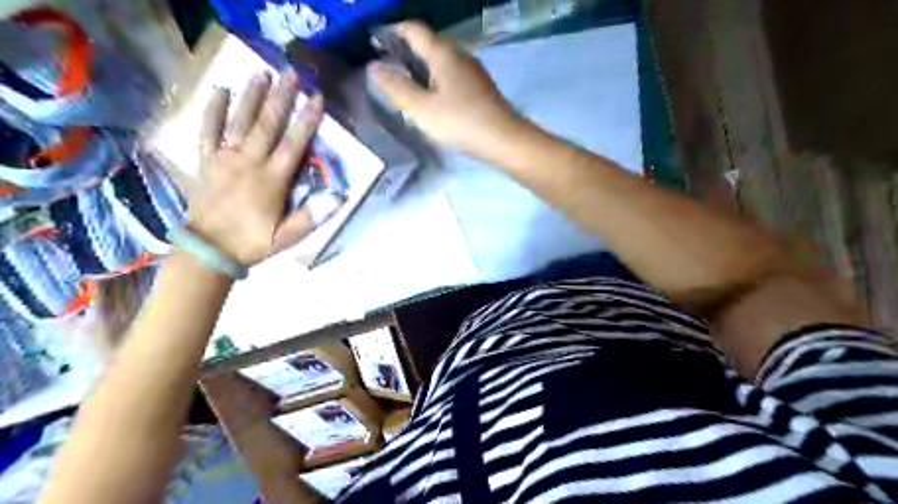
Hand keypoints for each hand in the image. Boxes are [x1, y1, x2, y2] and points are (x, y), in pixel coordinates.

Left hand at [189, 72, 343, 266]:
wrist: (208, 250)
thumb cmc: (252, 243)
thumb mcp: (288, 237)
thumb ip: (312, 217)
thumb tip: (340, 197)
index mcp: (271, 180)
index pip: (293, 144)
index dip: (306, 121)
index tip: (316, 99)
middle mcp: (249, 163)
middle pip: (267, 125)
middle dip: (280, 98)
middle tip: (290, 73)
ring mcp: (225, 159)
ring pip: (239, 121)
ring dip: (252, 96)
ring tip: (261, 71)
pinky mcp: (207, 161)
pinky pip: (208, 131)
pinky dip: (213, 110)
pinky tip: (220, 91)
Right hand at [371, 19, 527, 159]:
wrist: (504, 140)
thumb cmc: (460, 122)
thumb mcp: (421, 108)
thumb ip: (396, 87)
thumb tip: (374, 67)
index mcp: (443, 53)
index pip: (413, 29)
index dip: (392, 32)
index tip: (374, 44)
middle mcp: (459, 54)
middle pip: (427, 44)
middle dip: (405, 53)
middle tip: (387, 72)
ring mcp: (472, 70)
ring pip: (440, 61)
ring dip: (420, 69)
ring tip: (405, 89)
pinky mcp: (479, 87)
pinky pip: (451, 75)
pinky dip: (435, 81)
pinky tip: (431, 101)